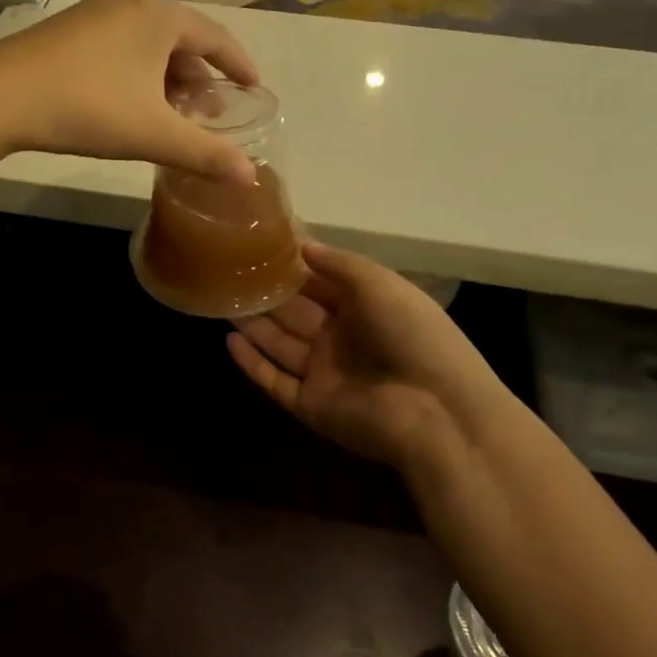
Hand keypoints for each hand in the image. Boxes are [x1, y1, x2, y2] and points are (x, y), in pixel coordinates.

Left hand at [0, 0, 260, 182]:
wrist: (0, 98)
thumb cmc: (89, 107)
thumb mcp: (154, 134)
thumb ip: (205, 154)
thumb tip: (250, 176)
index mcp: (159, 16)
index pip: (215, 38)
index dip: (239, 65)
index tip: (254, 88)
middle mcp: (129, 4)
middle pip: (180, 41)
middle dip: (199, 79)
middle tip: (209, 115)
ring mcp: (94, 14)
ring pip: (147, 46)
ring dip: (167, 81)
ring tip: (172, 116)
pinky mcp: (67, 31)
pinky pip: (120, 49)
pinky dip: (138, 75)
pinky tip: (131, 106)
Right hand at [227, 243, 506, 471]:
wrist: (436, 411)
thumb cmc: (412, 335)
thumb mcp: (379, 284)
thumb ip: (338, 264)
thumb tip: (301, 245)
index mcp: (363, 308)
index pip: (319, 283)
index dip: (292, 267)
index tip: (257, 246)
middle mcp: (341, 339)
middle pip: (294, 313)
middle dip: (265, 294)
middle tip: (227, 272)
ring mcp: (324, 374)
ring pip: (280, 344)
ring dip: (253, 324)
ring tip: (220, 299)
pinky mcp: (310, 405)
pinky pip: (275, 380)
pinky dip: (252, 364)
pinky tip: (228, 341)